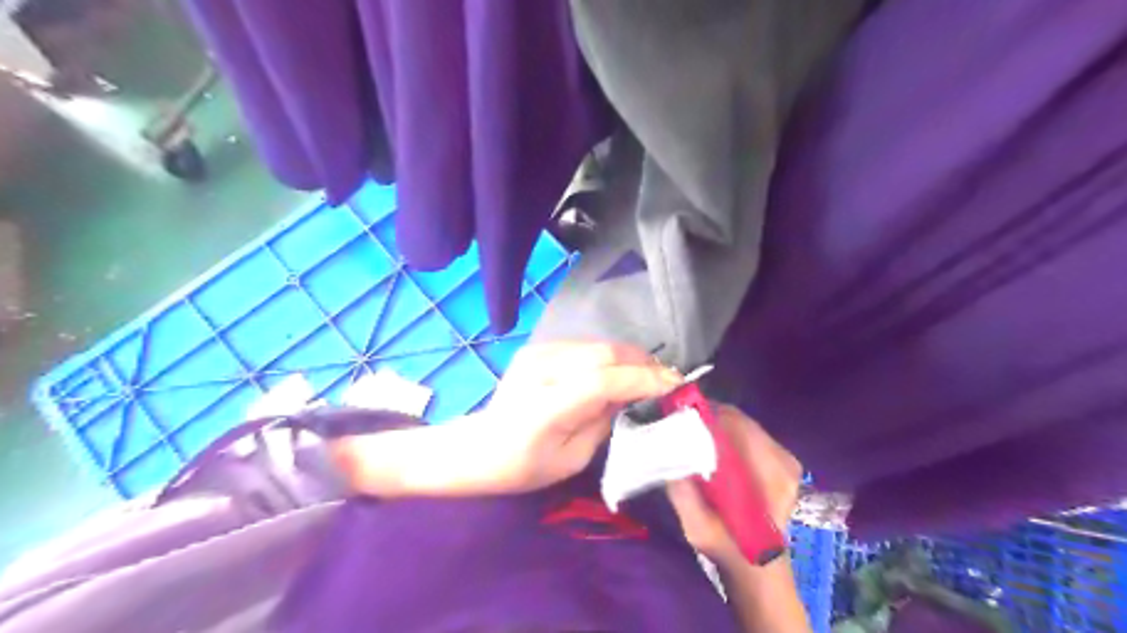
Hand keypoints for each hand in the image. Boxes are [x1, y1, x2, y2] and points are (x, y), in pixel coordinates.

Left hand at [483, 342, 681, 494]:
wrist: (479, 447)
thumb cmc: (525, 466)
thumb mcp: (572, 459)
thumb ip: (603, 423)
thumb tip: (630, 396)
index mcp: (547, 406)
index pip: (603, 380)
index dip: (643, 379)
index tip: (676, 383)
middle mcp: (541, 369)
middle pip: (603, 353)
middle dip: (642, 362)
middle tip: (667, 378)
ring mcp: (537, 353)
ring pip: (597, 344)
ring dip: (628, 356)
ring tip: (648, 374)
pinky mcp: (537, 348)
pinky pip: (584, 346)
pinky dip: (608, 355)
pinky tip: (617, 370)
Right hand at [663, 406, 806, 568]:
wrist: (758, 567)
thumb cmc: (727, 548)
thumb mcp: (699, 530)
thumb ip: (684, 496)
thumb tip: (667, 457)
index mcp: (770, 476)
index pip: (736, 425)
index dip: (705, 418)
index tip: (679, 419)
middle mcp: (784, 461)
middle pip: (740, 421)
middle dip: (709, 420)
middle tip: (682, 425)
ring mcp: (786, 460)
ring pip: (744, 425)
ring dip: (718, 426)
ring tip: (694, 435)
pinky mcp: (783, 461)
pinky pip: (750, 434)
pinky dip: (728, 435)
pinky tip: (712, 447)